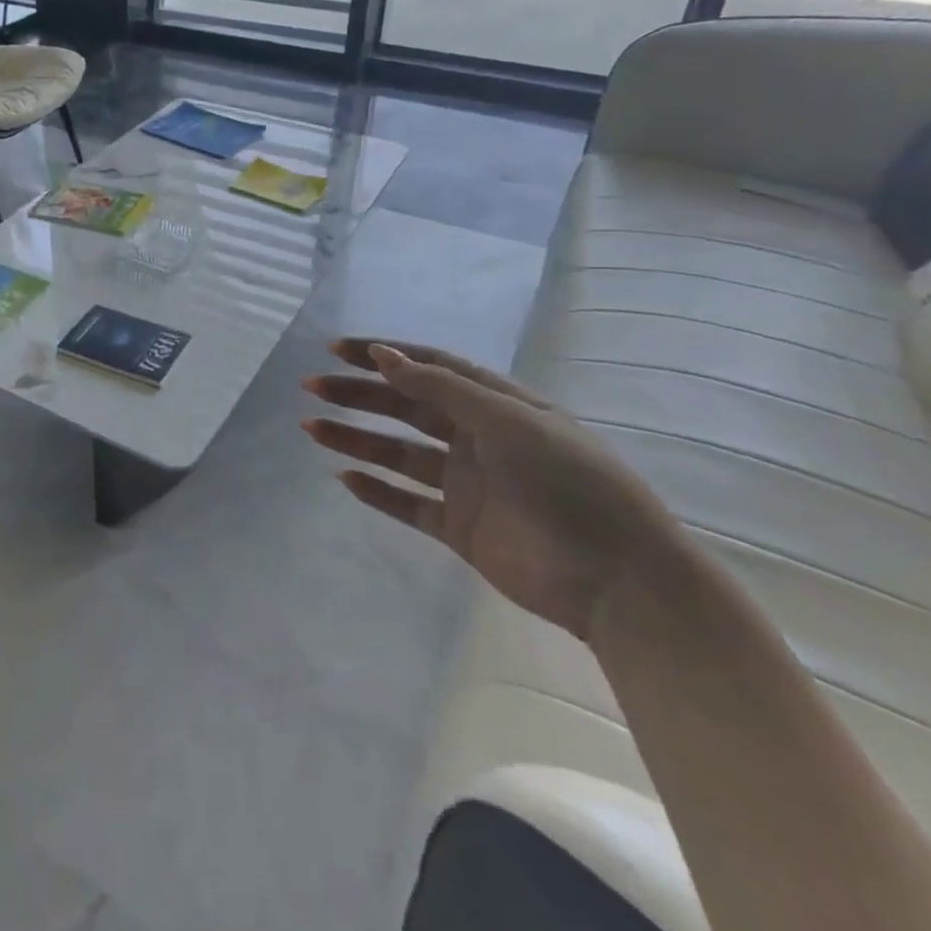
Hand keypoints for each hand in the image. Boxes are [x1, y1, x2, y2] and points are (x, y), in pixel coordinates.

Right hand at [303, 340, 677, 642]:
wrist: (618, 580)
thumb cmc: (568, 482)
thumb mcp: (508, 421)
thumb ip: (442, 388)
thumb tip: (383, 355)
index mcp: (496, 404)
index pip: (430, 368)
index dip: (384, 356)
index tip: (339, 350)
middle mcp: (477, 438)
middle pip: (406, 407)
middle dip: (359, 395)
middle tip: (313, 387)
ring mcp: (467, 484)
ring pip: (399, 454)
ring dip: (356, 440)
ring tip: (312, 429)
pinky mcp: (460, 528)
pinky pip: (408, 503)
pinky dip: (377, 492)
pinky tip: (344, 479)